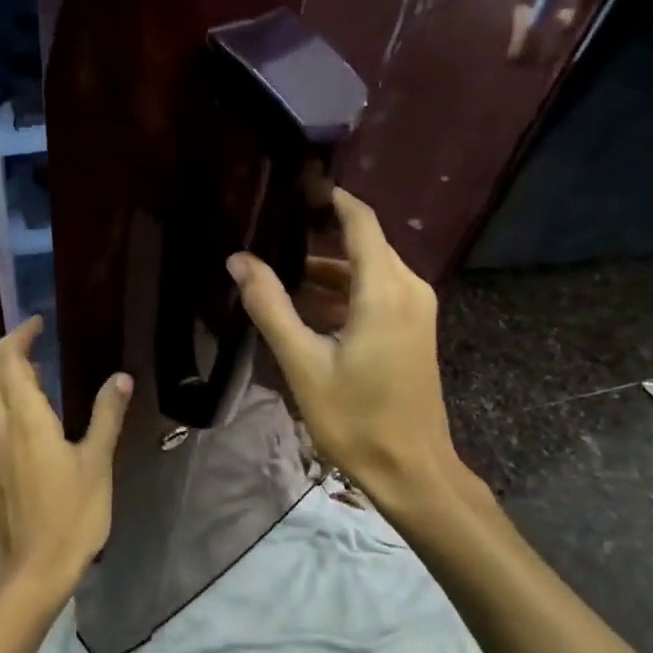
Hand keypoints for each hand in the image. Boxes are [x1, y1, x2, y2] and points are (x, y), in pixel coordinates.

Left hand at [0, 317, 132, 605]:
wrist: (32, 571)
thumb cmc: (71, 516)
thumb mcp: (96, 463)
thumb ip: (106, 416)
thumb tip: (120, 378)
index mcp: (24, 420)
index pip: (9, 361)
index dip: (20, 336)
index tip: (38, 323)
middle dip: (5, 347)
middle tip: (33, 337)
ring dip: (6, 375)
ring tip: (40, 373)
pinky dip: (6, 402)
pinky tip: (33, 417)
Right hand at [229, 188, 484, 520]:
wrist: (412, 468)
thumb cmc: (356, 417)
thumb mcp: (303, 362)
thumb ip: (271, 306)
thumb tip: (238, 260)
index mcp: (385, 289)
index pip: (359, 220)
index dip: (329, 197)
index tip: (294, 184)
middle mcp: (408, 288)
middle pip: (362, 243)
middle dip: (317, 233)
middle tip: (268, 233)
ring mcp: (414, 309)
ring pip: (366, 270)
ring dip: (325, 270)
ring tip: (274, 273)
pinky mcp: (411, 329)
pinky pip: (374, 293)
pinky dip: (340, 292)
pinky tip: (303, 307)